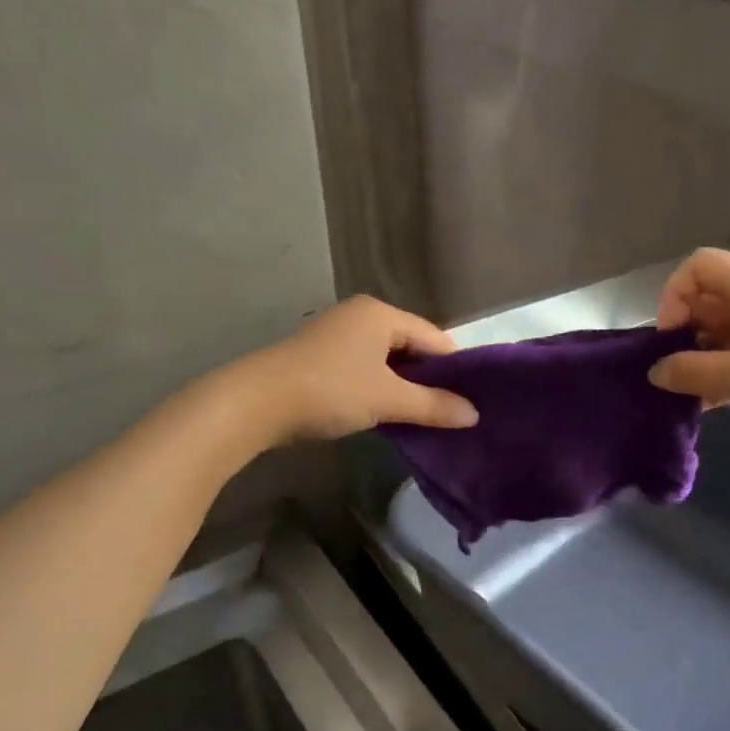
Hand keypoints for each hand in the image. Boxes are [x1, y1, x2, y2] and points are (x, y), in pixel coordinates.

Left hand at [236, 296, 478, 441]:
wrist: (255, 403)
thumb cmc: (330, 391)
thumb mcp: (388, 400)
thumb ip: (433, 406)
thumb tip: (473, 414)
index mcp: (381, 313)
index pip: (435, 337)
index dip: (455, 368)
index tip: (470, 400)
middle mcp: (361, 316)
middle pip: (411, 346)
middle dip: (429, 379)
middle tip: (450, 412)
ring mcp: (337, 335)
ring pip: (387, 360)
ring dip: (404, 387)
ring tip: (423, 417)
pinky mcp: (320, 357)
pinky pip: (365, 369)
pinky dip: (379, 388)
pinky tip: (386, 413)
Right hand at [648, 248, 729, 460]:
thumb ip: (692, 371)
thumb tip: (655, 371)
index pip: (700, 267)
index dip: (674, 295)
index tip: (670, 339)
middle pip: (710, 300)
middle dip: (684, 333)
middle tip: (675, 374)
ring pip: (727, 332)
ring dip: (703, 358)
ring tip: (691, 396)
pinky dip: (725, 373)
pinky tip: (714, 405)